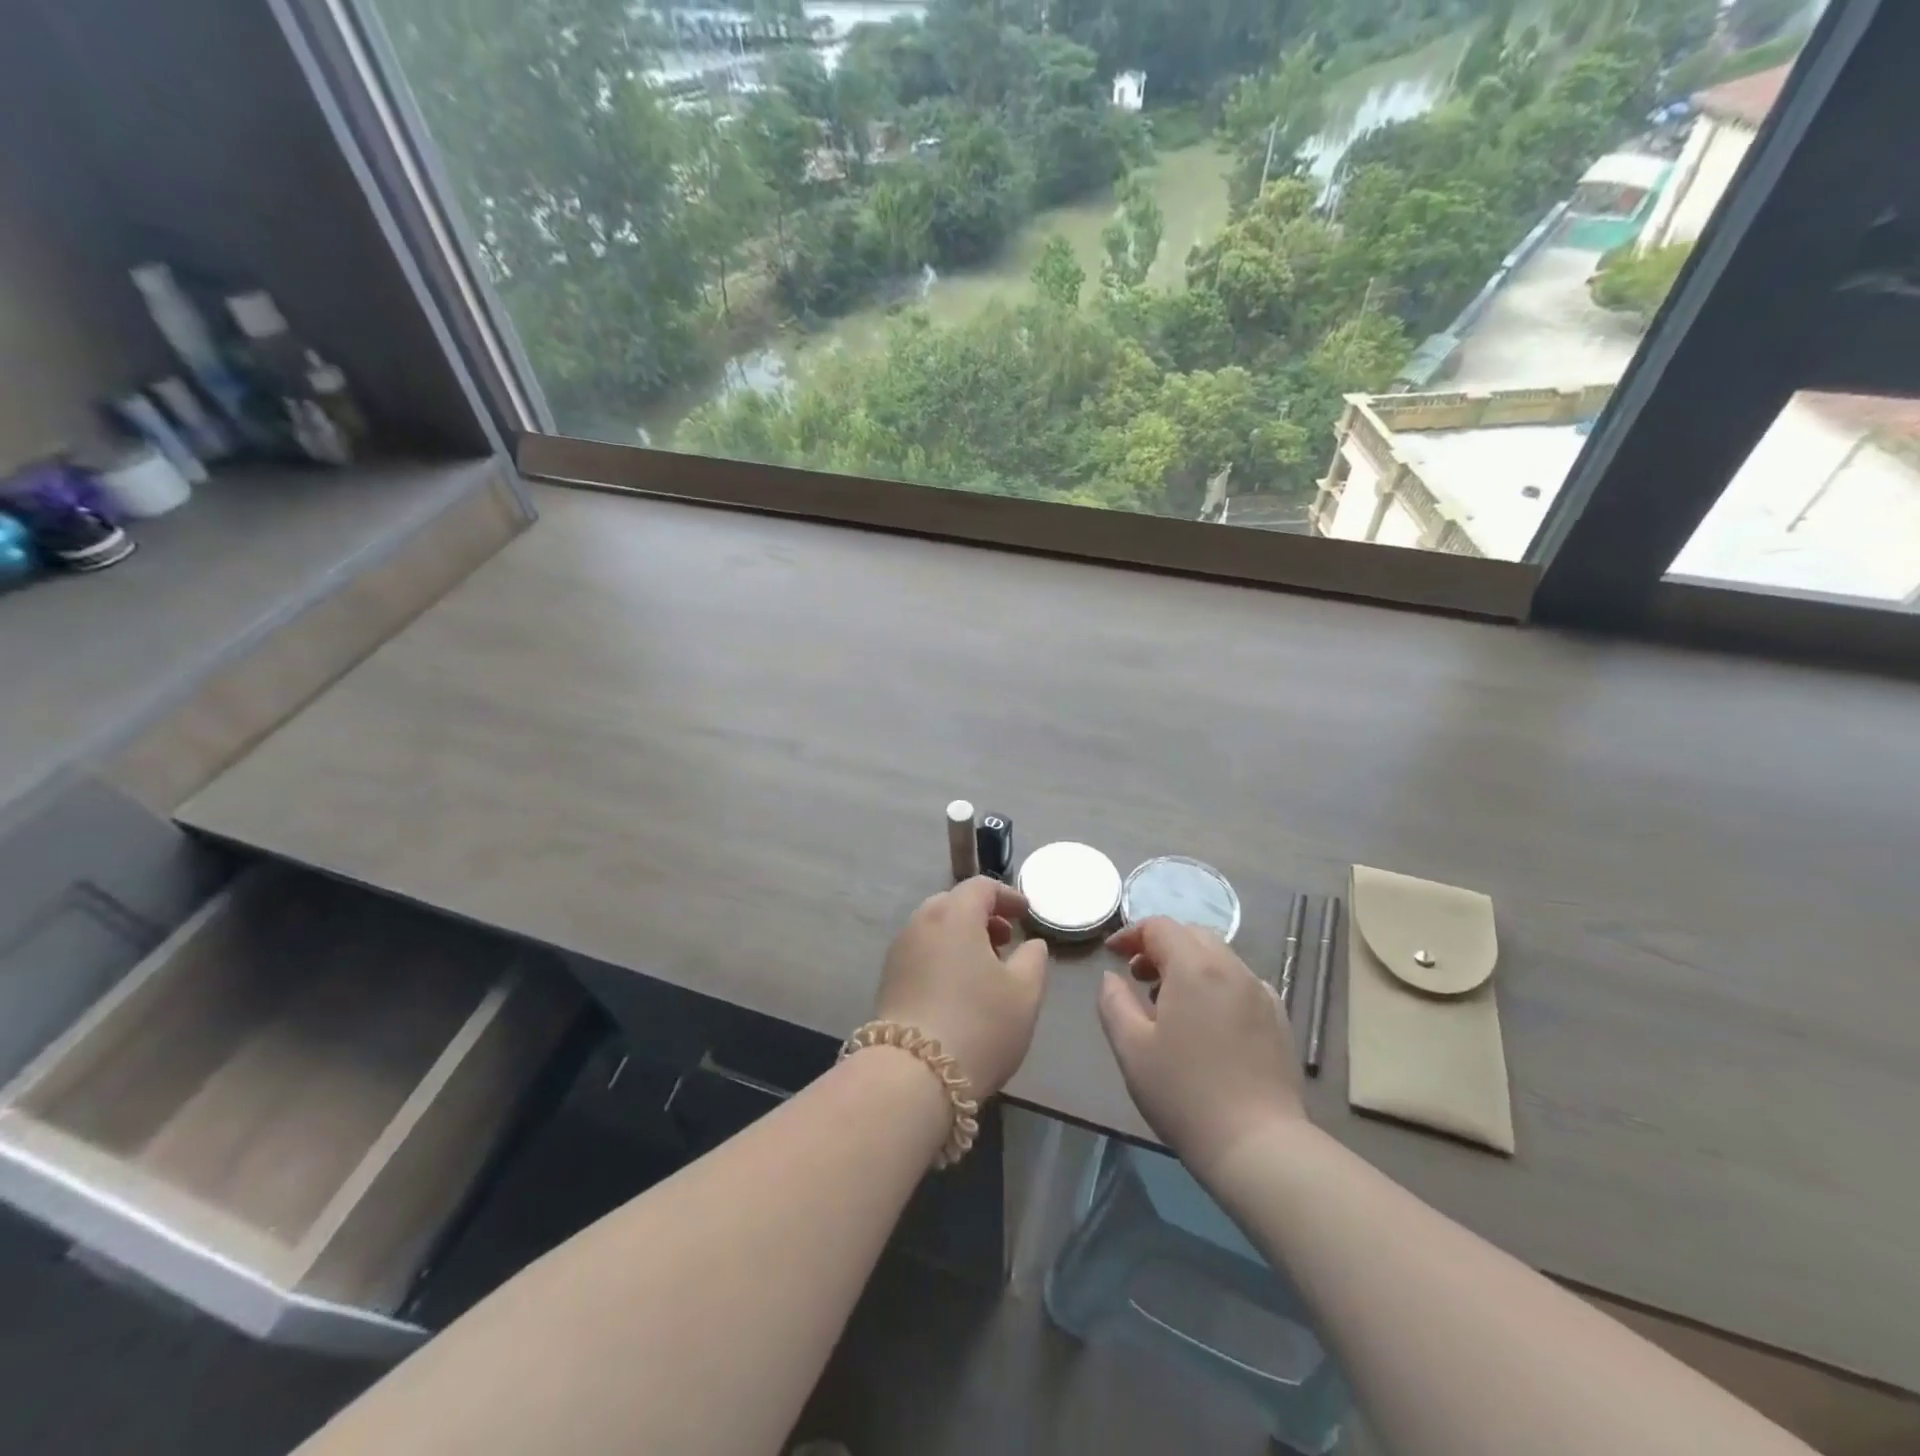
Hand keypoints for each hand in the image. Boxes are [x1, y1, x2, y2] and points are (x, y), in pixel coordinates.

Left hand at [875, 877, 1049, 1098]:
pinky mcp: (888, 978)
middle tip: (1005, 940)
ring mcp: (900, 950)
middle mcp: (921, 922)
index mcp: (954, 914)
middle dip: (982, 915)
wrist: (912, 1075)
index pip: (982, 887)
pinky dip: (943, 954)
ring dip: (961, 936)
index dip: (1008, 896)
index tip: (1026, 914)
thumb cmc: (979, 1025)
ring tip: (985, 967)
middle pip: (954, 903)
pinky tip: (958, 987)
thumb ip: (1034, 958)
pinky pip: (921, 951)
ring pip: (935, 928)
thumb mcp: (1025, 993)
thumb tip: (1030, 943)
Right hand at [1098, 917, 1305, 1179]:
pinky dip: (1216, 985)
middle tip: (1138, 976)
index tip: (1113, 955)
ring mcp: (1262, 993)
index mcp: (1195, 967)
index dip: (1131, 934)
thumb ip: (1114, 1002)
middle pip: (1193, 935)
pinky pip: (1241, 983)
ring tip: (1169, 1003)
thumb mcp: (1131, 1048)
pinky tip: (1207, 1023)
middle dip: (1161, 945)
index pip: (1160, 926)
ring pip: (1219, 958)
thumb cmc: (1184, 1094)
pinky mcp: (1279, 1020)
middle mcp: (1233, 969)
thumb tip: (1112, 977)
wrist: (1259, 1146)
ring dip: (1189, 965)